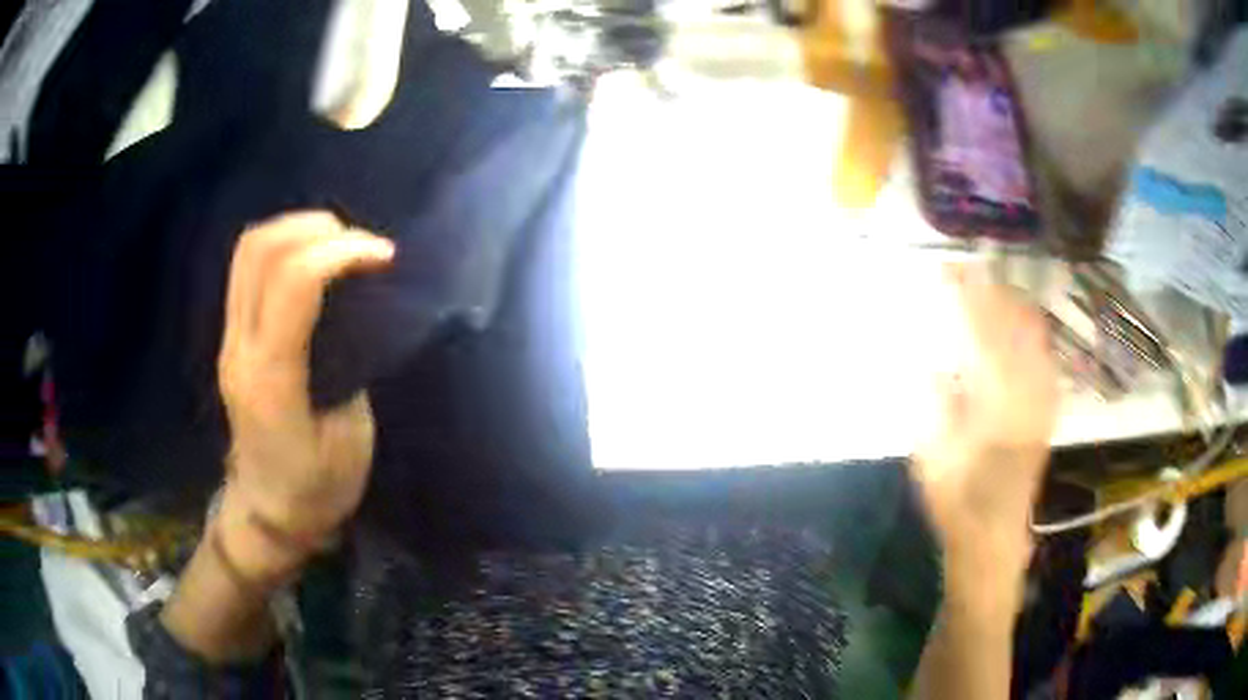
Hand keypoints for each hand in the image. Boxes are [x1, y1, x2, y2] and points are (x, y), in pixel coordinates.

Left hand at [216, 211, 393, 574]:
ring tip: (338, 243)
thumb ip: (346, 364)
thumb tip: (356, 309)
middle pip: (261, 250)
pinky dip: (282, 247)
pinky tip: (313, 260)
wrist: (268, 513)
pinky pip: (247, 269)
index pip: (294, 284)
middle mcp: (241, 349)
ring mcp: (229, 340)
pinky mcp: (231, 338)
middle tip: (360, 245)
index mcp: (273, 380)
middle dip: (316, 229)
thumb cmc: (317, 488)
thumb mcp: (349, 436)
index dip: (342, 252)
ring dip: (296, 230)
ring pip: (248, 251)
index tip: (383, 256)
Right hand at [913, 265, 1058, 602]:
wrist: (995, 537)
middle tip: (969, 272)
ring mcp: (1041, 402)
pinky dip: (1035, 334)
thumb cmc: (958, 503)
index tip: (949, 271)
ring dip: (1014, 307)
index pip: (979, 334)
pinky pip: (1047, 359)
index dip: (965, 298)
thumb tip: (934, 363)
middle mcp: (1025, 395)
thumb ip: (935, 406)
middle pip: (1012, 327)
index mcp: (993, 404)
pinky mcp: (1047, 413)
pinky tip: (1026, 325)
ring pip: (1035, 338)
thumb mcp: (932, 458)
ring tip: (995, 288)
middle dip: (990, 293)